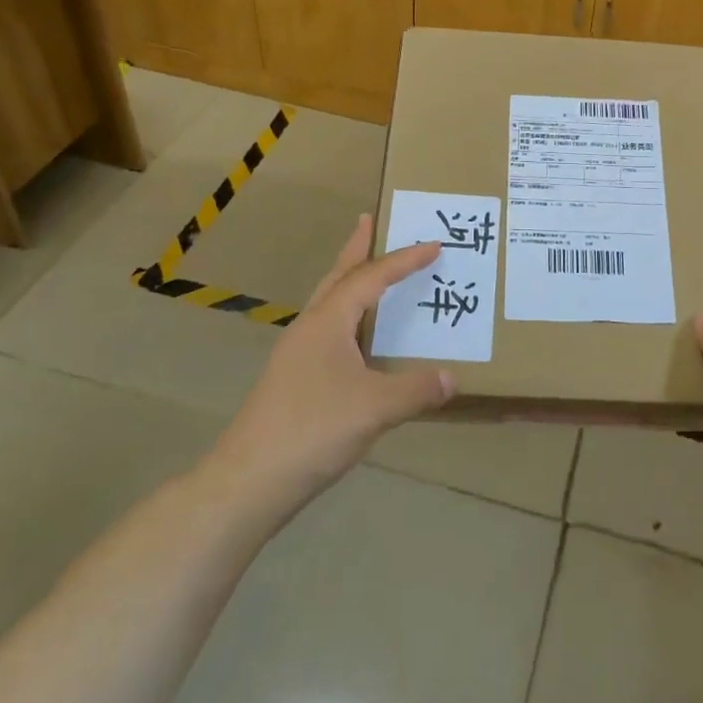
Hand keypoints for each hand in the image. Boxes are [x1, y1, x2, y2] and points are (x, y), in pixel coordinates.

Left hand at [205, 215, 453, 522]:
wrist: (250, 480)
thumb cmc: (313, 429)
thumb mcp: (375, 407)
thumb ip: (416, 389)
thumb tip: (453, 378)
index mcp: (328, 322)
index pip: (371, 278)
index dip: (404, 261)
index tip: (433, 245)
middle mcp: (310, 328)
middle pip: (337, 277)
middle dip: (356, 249)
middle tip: (370, 222)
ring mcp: (297, 355)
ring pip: (329, 305)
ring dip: (350, 282)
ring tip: (369, 273)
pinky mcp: (294, 380)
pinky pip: (328, 332)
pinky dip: (348, 319)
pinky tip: (358, 341)